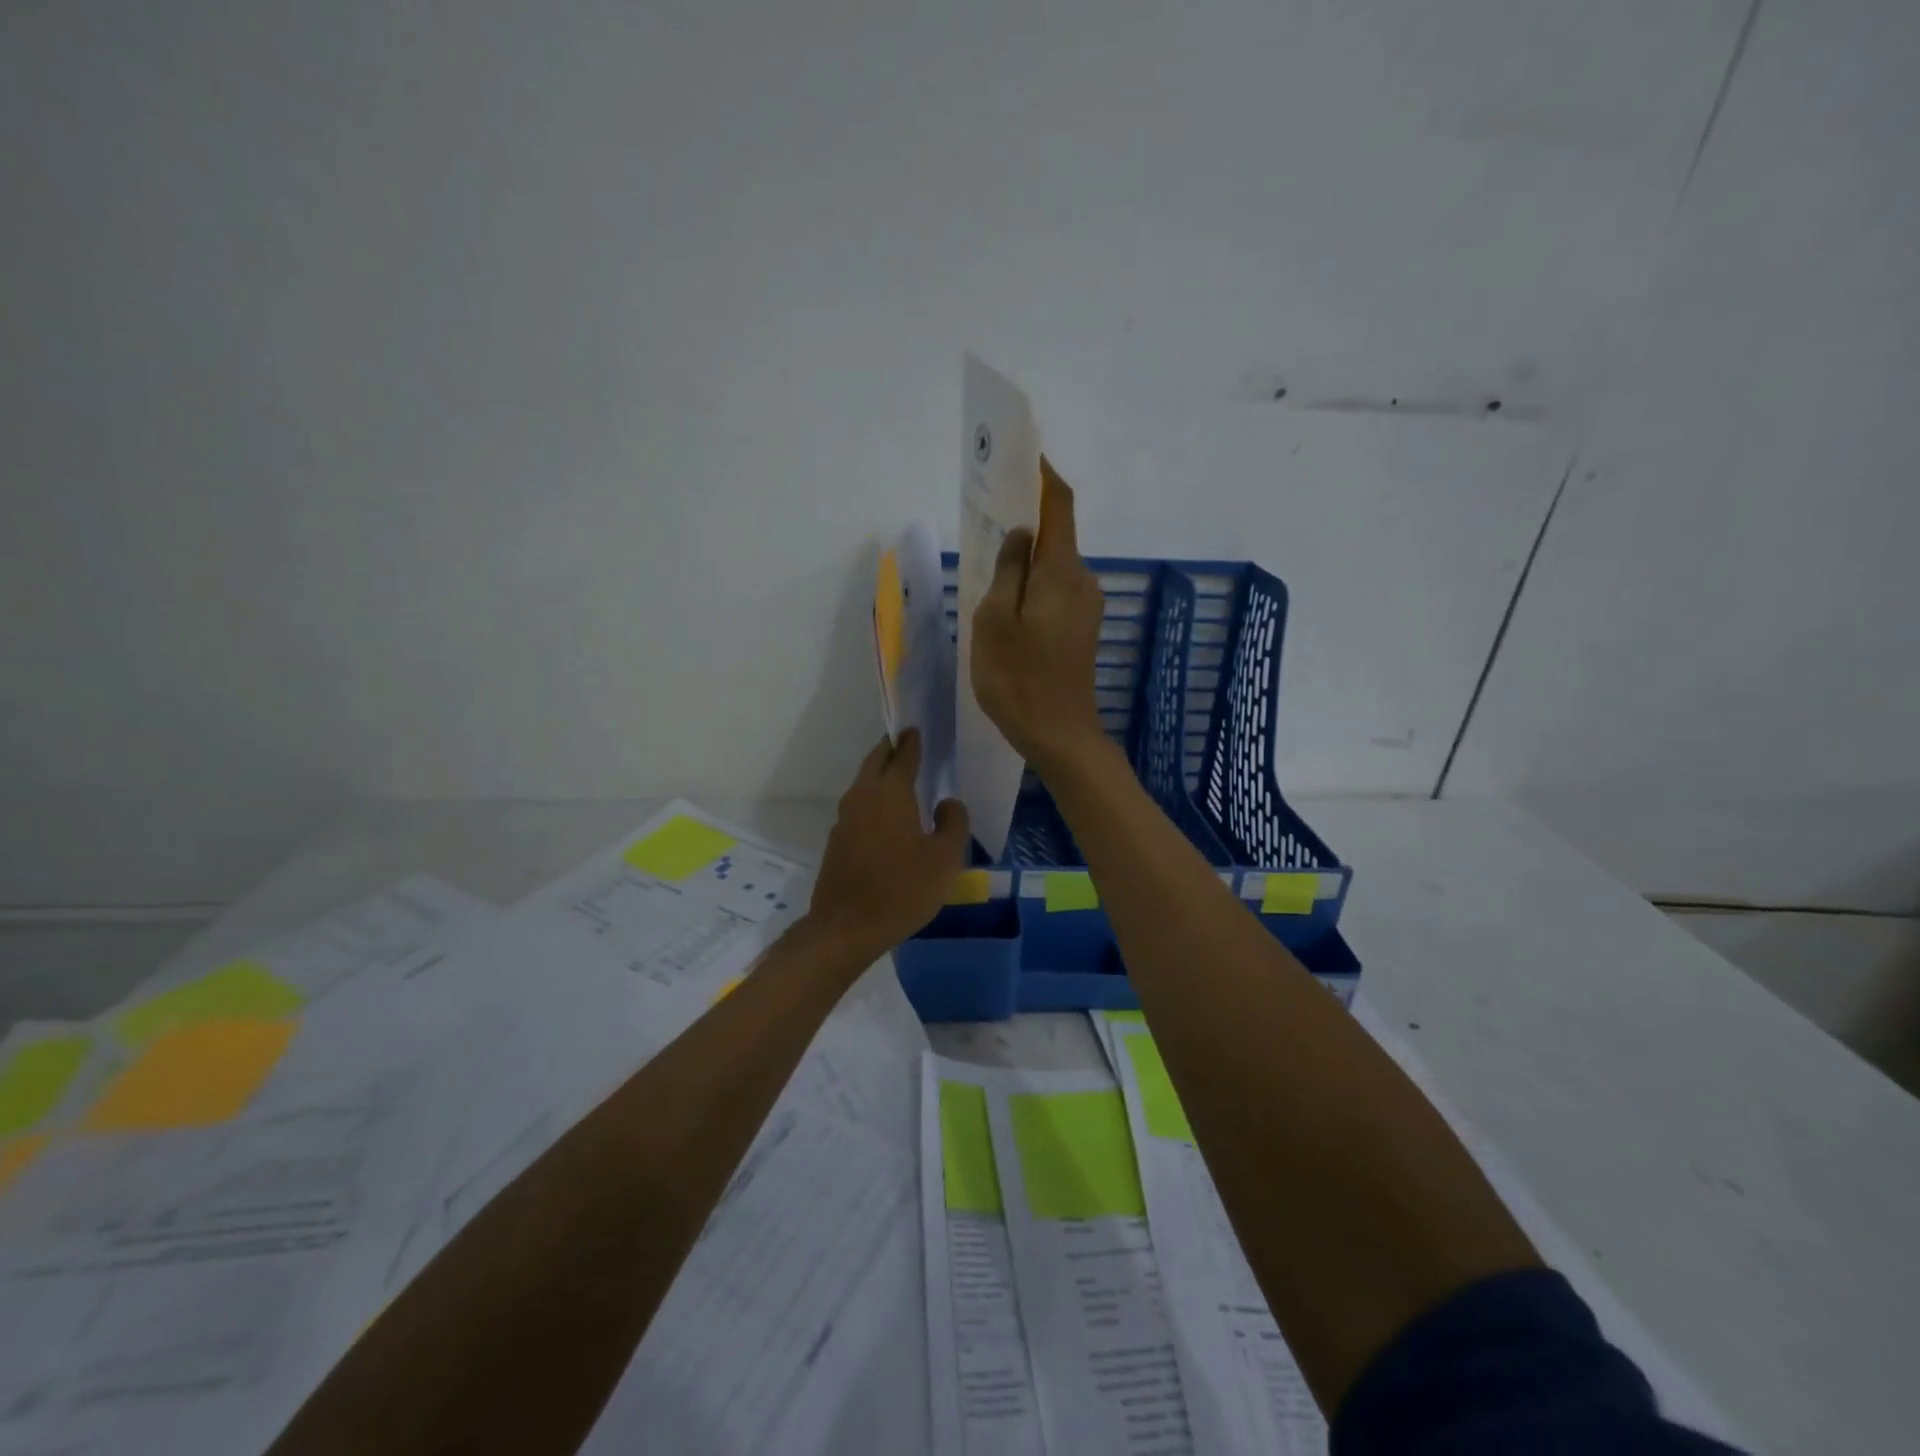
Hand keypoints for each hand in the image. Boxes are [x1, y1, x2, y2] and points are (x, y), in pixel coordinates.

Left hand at [806, 729, 970, 959]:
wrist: (846, 927)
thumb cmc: (902, 890)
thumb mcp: (944, 859)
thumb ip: (952, 823)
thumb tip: (948, 802)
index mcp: (891, 793)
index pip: (903, 754)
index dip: (913, 740)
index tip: (918, 728)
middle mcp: (863, 796)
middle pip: (876, 761)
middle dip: (891, 748)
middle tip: (908, 743)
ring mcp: (845, 818)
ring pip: (864, 782)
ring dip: (880, 772)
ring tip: (902, 775)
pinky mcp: (838, 839)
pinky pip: (858, 805)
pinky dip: (873, 797)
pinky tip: (888, 814)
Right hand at [972, 458, 1107, 773]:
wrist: (1059, 736)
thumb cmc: (1018, 678)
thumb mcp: (995, 620)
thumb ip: (1008, 569)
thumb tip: (1022, 534)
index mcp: (1061, 571)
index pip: (1059, 504)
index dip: (1042, 476)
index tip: (1021, 456)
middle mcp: (1081, 580)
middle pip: (1056, 534)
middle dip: (1026, 519)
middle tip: (986, 516)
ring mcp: (1085, 606)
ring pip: (1053, 566)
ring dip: (1025, 557)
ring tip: (987, 562)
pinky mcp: (1081, 628)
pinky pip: (1054, 590)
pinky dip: (1031, 584)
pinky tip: (1006, 602)